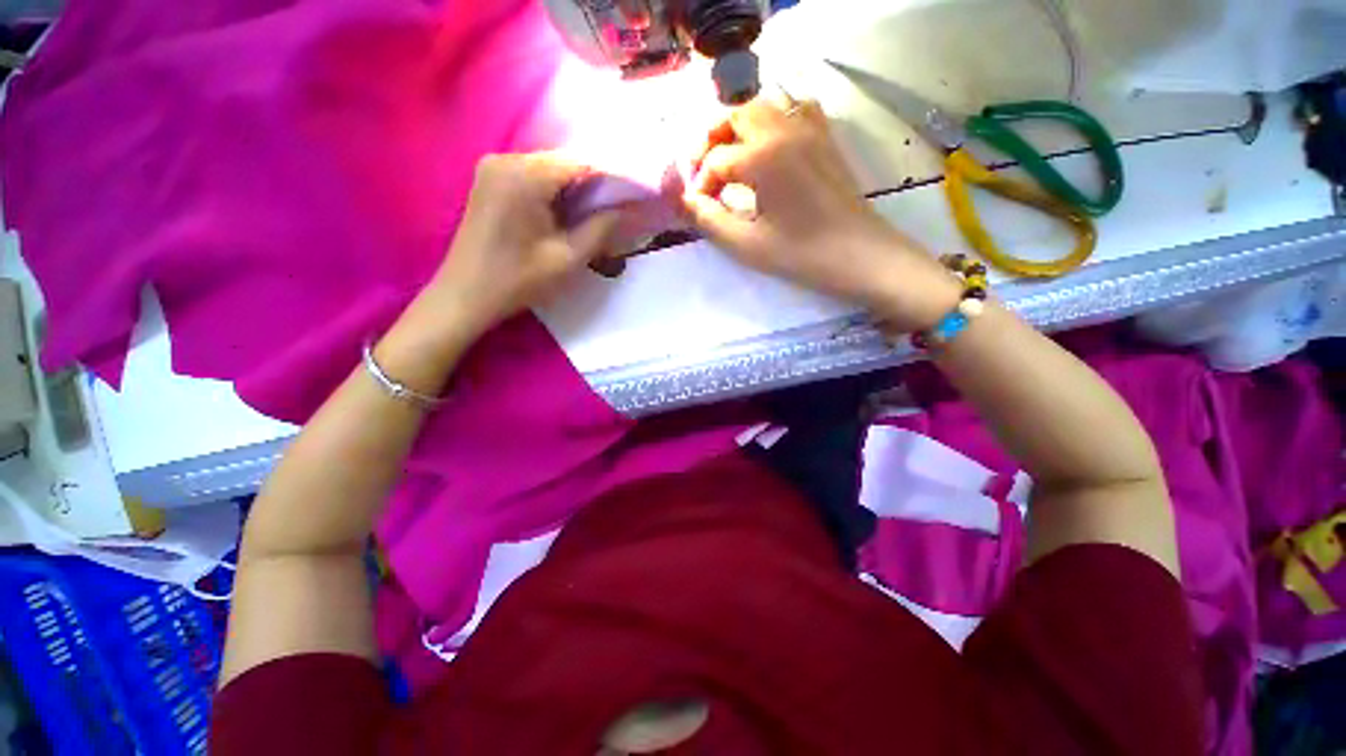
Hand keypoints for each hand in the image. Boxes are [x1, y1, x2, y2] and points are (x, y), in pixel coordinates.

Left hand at [424, 152, 621, 334]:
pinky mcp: (489, 180)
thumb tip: (629, 209)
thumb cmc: (518, 280)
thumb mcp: (568, 258)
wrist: (466, 296)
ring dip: (575, 189)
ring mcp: (493, 167)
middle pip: (564, 162)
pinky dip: (555, 191)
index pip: (581, 161)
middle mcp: (506, 159)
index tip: (634, 194)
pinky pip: (533, 176)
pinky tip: (567, 213)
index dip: (611, 176)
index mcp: (525, 175)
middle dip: (594, 184)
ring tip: (597, 213)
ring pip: (549, 169)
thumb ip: (602, 228)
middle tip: (618, 208)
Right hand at [682, 97, 958, 330]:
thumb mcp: (746, 244)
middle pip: (735, 113)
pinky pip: (796, 108)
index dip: (700, 183)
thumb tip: (684, 201)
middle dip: (712, 139)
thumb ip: (709, 220)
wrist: (858, 255)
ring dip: (739, 126)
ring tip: (731, 157)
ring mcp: (809, 129)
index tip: (698, 208)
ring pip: (764, 105)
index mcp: (762, 155)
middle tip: (704, 172)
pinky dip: (774, 118)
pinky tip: (769, 144)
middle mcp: (784, 129)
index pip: (716, 159)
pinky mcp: (825, 138)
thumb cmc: (801, 254)